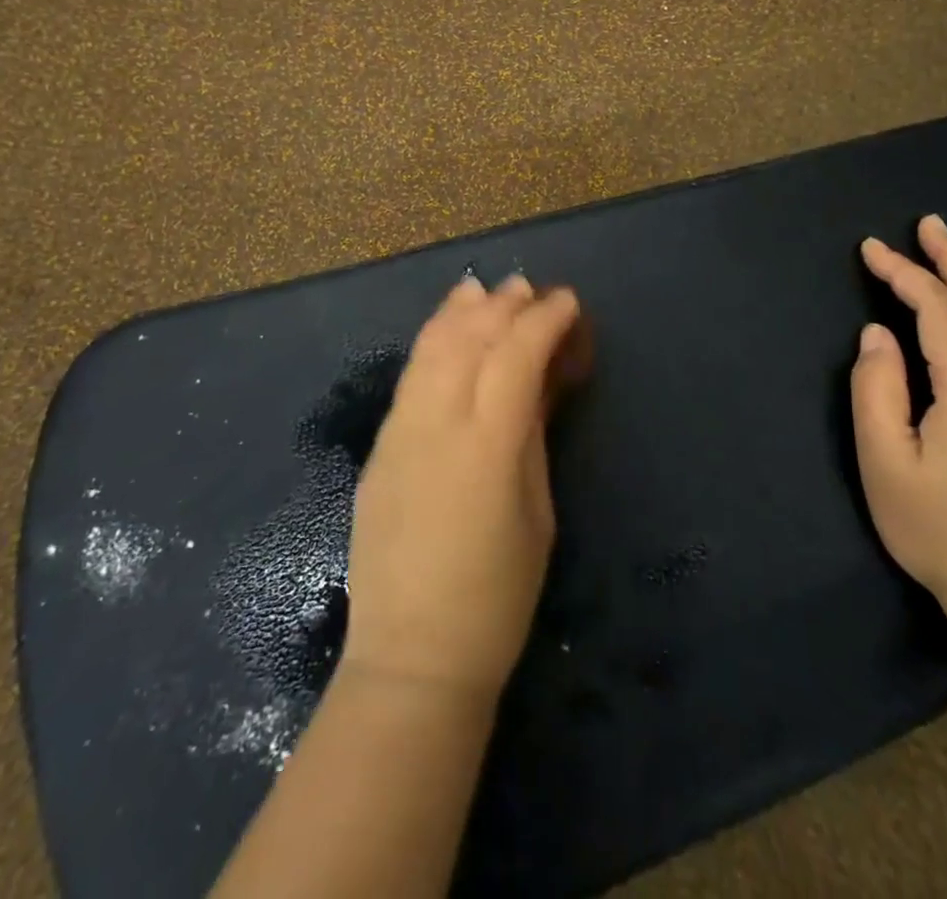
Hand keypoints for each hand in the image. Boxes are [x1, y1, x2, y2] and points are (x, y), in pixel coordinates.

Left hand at [342, 274, 590, 702]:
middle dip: (503, 305)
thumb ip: (529, 437)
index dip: (544, 320)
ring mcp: (399, 432)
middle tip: (531, 289)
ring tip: (483, 289)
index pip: (516, 355)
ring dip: (460, 312)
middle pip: (470, 339)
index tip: (567, 302)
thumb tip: (533, 384)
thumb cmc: (496, 597)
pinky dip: (432, 341)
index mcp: (487, 445)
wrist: (411, 657)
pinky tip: (445, 330)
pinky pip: (410, 377)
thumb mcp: (537, 513)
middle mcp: (437, 423)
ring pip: (430, 348)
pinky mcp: (378, 447)